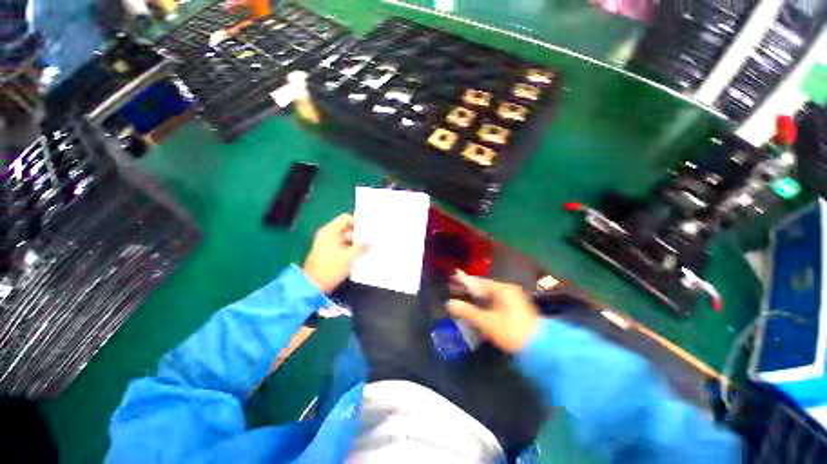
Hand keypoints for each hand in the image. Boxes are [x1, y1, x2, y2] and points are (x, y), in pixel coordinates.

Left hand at [303, 213, 367, 293]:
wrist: (314, 285)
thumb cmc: (330, 268)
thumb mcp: (349, 257)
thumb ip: (361, 247)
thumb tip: (369, 243)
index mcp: (330, 231)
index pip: (346, 219)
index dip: (358, 221)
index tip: (369, 226)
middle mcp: (329, 236)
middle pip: (348, 230)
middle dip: (359, 235)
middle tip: (372, 238)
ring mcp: (329, 245)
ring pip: (347, 240)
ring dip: (357, 244)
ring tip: (369, 247)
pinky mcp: (331, 254)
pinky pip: (345, 248)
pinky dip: (352, 250)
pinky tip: (362, 254)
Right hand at [447, 275, 539, 352]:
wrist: (540, 348)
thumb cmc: (511, 331)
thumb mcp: (486, 322)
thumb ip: (466, 311)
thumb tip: (449, 303)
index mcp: (501, 289)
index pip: (478, 281)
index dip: (464, 281)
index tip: (451, 280)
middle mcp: (507, 290)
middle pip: (483, 287)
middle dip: (468, 289)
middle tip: (454, 290)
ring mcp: (513, 299)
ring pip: (489, 295)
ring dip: (476, 297)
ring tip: (462, 298)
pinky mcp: (515, 308)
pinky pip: (495, 301)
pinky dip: (485, 303)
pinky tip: (477, 308)